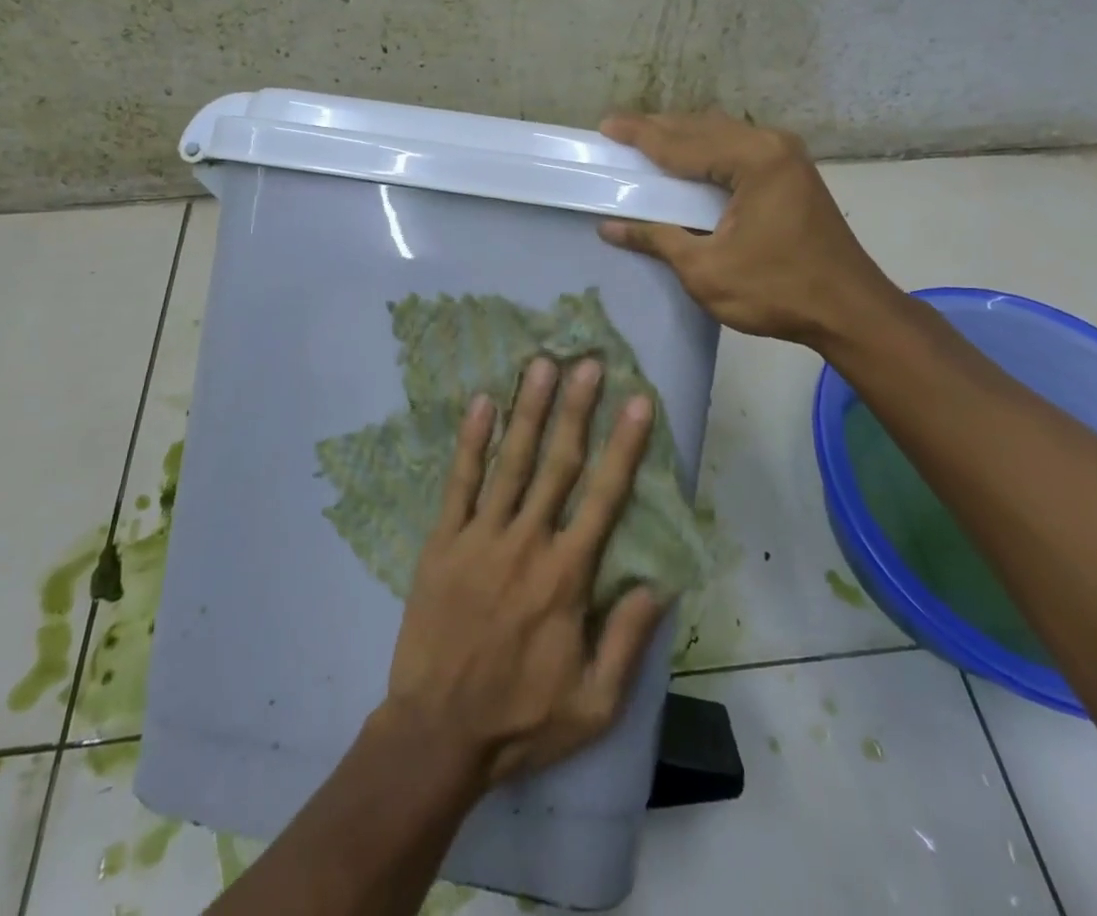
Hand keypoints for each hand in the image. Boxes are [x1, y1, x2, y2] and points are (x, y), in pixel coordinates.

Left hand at [380, 357, 668, 788]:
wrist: (437, 734)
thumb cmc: (520, 719)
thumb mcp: (595, 704)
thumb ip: (628, 641)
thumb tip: (659, 584)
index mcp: (567, 576)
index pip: (604, 498)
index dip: (624, 447)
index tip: (637, 402)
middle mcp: (527, 543)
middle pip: (558, 464)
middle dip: (576, 409)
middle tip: (588, 362)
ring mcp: (481, 537)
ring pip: (511, 462)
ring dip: (528, 410)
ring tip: (541, 365)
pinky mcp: (443, 541)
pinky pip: (459, 483)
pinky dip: (471, 442)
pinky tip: (480, 403)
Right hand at [598, 110, 907, 349]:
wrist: (850, 312)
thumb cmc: (777, 291)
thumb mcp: (706, 270)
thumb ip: (657, 239)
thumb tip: (610, 227)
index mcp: (754, 160)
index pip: (682, 142)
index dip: (639, 135)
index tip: (605, 125)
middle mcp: (772, 145)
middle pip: (702, 128)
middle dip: (658, 129)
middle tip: (618, 132)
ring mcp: (787, 157)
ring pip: (722, 134)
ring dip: (683, 137)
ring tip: (646, 143)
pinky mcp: (792, 174)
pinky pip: (738, 148)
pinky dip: (706, 150)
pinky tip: (688, 161)